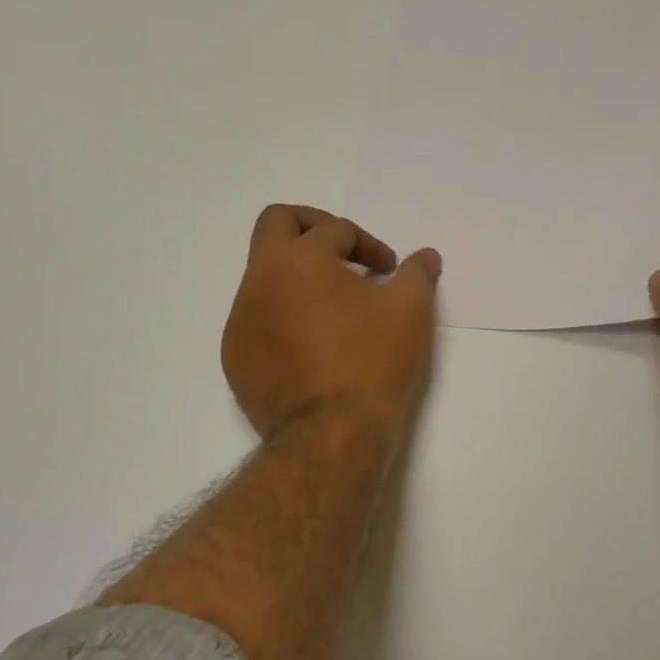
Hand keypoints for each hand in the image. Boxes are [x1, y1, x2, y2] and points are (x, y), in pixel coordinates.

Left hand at [222, 205, 441, 440]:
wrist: (330, 434)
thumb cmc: (373, 363)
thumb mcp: (410, 311)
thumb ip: (417, 273)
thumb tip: (425, 256)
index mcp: (299, 260)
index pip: (334, 229)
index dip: (368, 244)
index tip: (389, 271)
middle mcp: (259, 280)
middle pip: (276, 224)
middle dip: (314, 227)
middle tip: (344, 253)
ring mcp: (240, 320)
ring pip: (264, 275)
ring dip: (299, 278)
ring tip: (334, 309)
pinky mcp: (235, 357)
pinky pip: (257, 319)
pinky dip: (283, 316)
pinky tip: (312, 346)